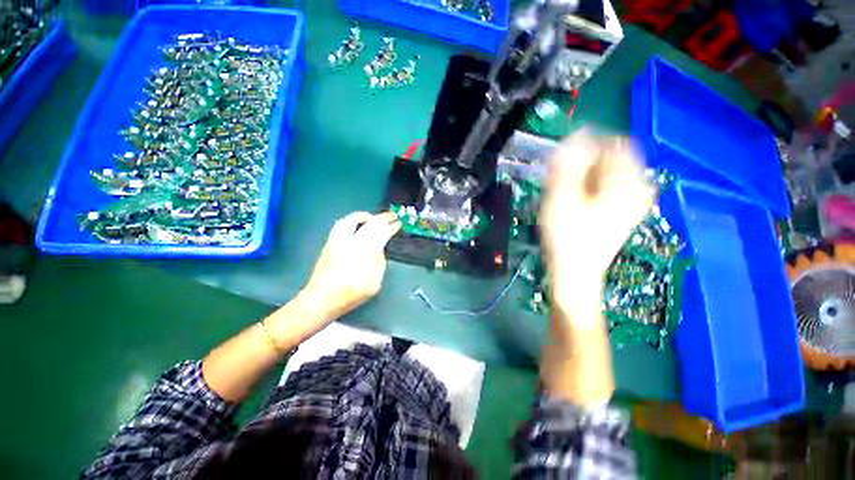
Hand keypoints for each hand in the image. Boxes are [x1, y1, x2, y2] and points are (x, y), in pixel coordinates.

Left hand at [299, 211, 400, 321]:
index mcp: (366, 252)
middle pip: (370, 223)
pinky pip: (341, 224)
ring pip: (353, 219)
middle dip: (383, 218)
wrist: (322, 299)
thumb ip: (379, 262)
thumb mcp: (375, 282)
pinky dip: (352, 220)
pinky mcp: (329, 242)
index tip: (398, 224)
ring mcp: (339, 240)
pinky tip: (356, 225)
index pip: (382, 233)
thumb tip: (379, 249)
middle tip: (392, 216)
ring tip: (372, 217)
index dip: (392, 227)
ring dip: (365, 216)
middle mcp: (352, 241)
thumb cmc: (351, 294)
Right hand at [540, 130, 655, 317]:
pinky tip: (572, 200)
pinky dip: (586, 187)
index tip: (562, 161)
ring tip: (563, 193)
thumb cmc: (567, 237)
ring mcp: (631, 201)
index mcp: (629, 182)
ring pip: (604, 173)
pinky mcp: (621, 211)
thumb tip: (576, 135)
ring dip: (581, 176)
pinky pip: (604, 187)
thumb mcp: (563, 197)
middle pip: (609, 159)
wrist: (575, 273)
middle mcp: (637, 188)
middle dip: (581, 164)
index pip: (614, 144)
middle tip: (559, 182)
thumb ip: (569, 164)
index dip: (585, 146)